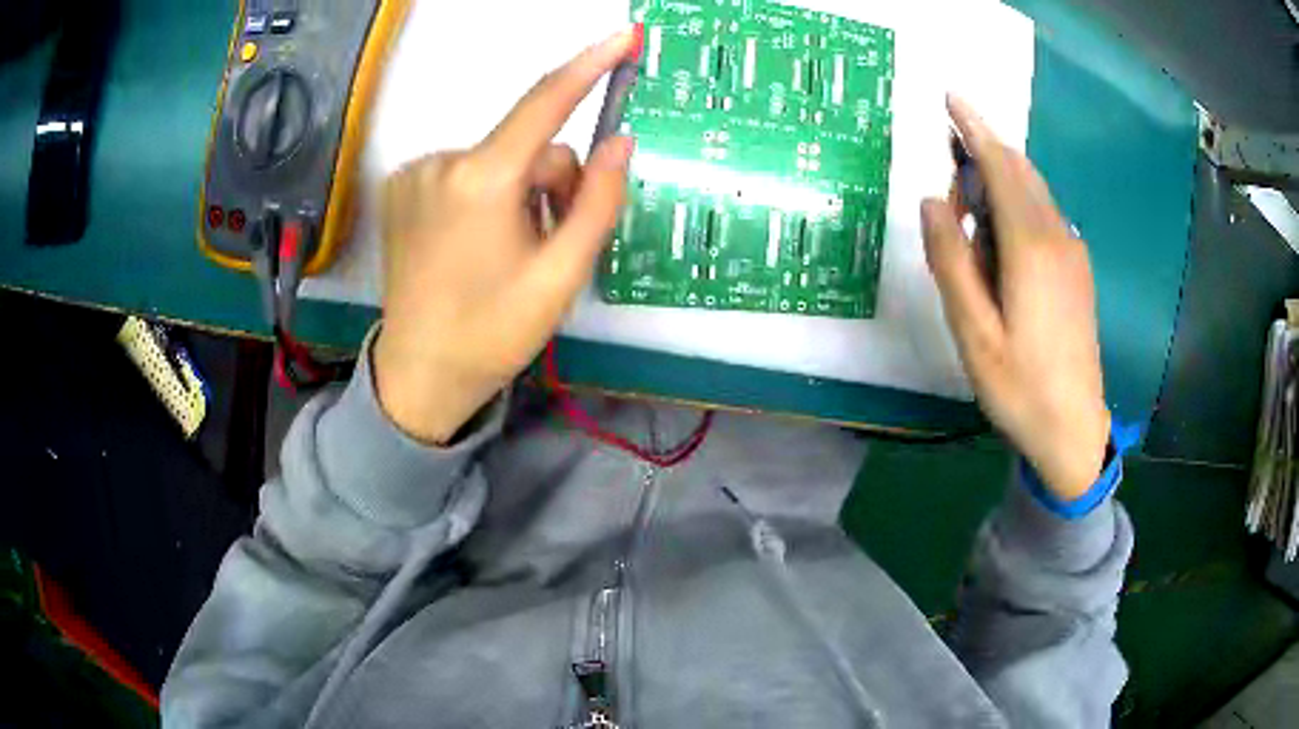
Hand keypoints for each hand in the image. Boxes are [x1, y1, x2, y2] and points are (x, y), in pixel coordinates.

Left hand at [373, 29, 638, 442]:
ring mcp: (415, 173)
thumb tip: (619, 141)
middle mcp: (442, 161)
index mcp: (482, 180)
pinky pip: (464, 170)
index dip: (589, 65)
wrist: (420, 373)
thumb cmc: (494, 331)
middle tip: (547, 239)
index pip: (546, 102)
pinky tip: (471, 241)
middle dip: (550, 182)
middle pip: (527, 144)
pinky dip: (482, 194)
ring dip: (516, 191)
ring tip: (505, 249)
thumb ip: (597, 200)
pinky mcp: (400, 186)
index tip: (623, 36)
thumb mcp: (562, 275)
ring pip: (497, 158)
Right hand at [922, 95, 1108, 500]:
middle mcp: (1057, 237)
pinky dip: (1017, 203)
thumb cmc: (1019, 387)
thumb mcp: (972, 332)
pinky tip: (999, 236)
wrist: (1074, 428)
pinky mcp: (1077, 268)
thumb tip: (933, 201)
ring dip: (1000, 179)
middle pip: (1021, 172)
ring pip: (1034, 192)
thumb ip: (951, 261)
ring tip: (968, 203)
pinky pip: (1044, 215)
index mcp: (1030, 248)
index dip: (974, 129)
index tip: (951, 97)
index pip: (1001, 167)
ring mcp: (1073, 251)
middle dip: (984, 149)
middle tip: (948, 153)